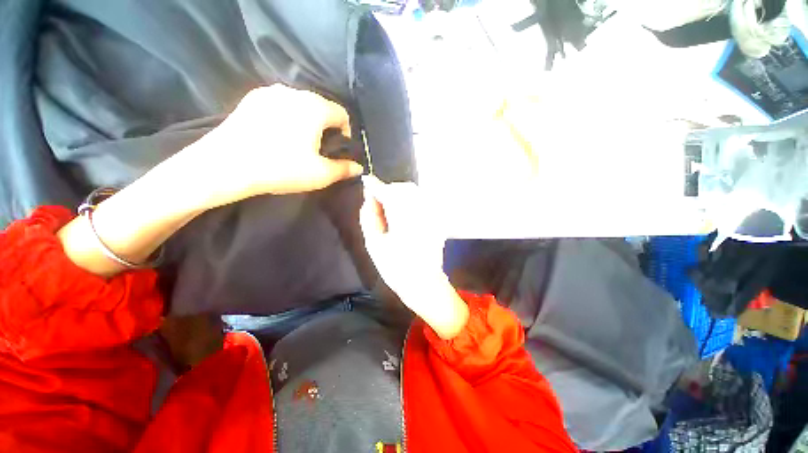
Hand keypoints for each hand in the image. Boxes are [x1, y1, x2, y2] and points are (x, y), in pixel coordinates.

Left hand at [182, 85, 363, 209]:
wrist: (227, 165)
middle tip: (319, 148)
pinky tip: (278, 134)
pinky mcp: (251, 98)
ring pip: (300, 104)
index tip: (339, 149)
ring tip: (299, 142)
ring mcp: (270, 92)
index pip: (342, 114)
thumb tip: (359, 167)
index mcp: (315, 107)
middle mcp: (294, 92)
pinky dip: (287, 116)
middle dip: (326, 126)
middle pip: (322, 107)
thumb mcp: (321, 174)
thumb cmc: (282, 168)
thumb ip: (344, 169)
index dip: (346, 132)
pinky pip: (280, 104)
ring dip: (307, 120)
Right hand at [360, 177, 467, 338]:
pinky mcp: (437, 220)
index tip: (367, 181)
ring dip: (399, 194)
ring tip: (389, 208)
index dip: (376, 186)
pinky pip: (422, 201)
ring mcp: (432, 215)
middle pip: (403, 188)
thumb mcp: (374, 244)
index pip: (388, 192)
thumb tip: (369, 198)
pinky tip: (403, 213)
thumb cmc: (395, 267)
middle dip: (389, 190)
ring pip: (414, 192)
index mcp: (403, 218)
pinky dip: (410, 201)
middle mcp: (421, 212)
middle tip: (378, 201)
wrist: (423, 282)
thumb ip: (369, 217)